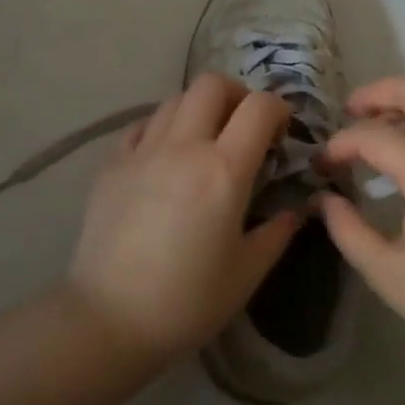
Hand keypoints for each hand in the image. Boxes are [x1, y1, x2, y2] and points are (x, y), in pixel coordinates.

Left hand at [64, 74, 300, 362]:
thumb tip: (295, 209)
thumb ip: (277, 232)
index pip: (259, 108)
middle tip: (244, 127)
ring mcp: (142, 151)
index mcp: (224, 171)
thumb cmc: (187, 301)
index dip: (278, 109)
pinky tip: (166, 157)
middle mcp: (183, 147)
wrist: (109, 319)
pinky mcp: (111, 164)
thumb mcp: (247, 272)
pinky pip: (143, 125)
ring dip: (199, 108)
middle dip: (237, 95)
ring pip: (175, 99)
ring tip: (205, 140)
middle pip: (212, 84)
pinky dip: (163, 127)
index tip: (282, 132)